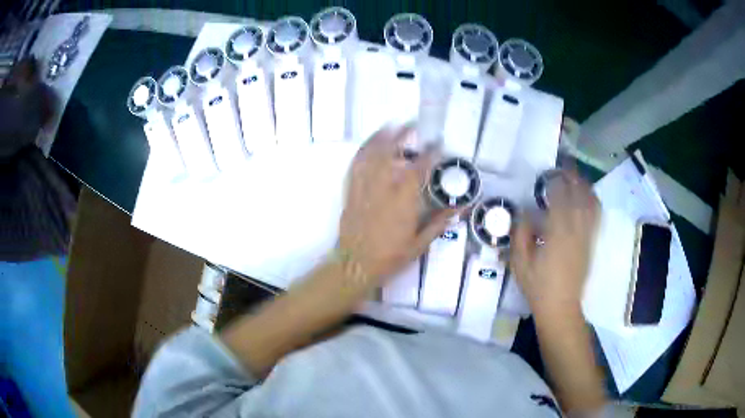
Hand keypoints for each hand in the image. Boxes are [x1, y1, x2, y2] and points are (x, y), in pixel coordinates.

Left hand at [339, 126, 455, 282]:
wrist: (355, 265)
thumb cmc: (389, 257)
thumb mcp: (419, 243)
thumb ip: (439, 222)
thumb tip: (460, 208)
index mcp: (402, 201)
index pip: (419, 170)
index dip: (429, 154)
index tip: (437, 144)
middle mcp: (382, 189)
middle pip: (391, 154)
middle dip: (401, 136)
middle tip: (411, 125)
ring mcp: (364, 189)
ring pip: (371, 156)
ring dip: (380, 138)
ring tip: (389, 126)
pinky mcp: (350, 192)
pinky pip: (355, 167)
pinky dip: (362, 152)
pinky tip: (367, 145)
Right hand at [511, 170, 599, 314]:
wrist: (560, 306)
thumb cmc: (538, 286)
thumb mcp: (520, 263)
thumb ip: (521, 234)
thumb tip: (525, 212)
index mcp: (556, 234)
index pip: (559, 199)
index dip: (556, 182)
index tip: (550, 172)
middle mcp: (575, 231)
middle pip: (578, 197)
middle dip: (573, 178)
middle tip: (566, 165)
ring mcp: (586, 237)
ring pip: (590, 205)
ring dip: (585, 187)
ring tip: (579, 175)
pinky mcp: (591, 244)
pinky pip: (596, 218)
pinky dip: (594, 202)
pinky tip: (591, 196)